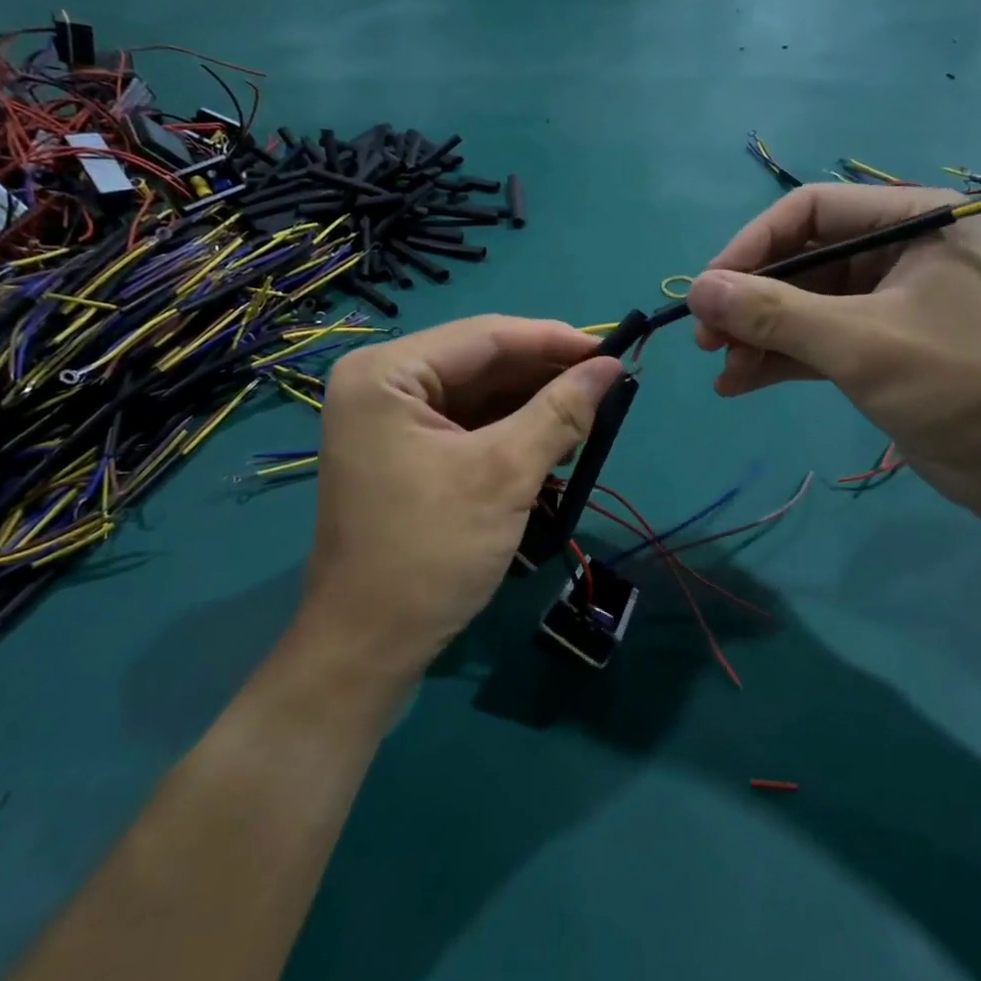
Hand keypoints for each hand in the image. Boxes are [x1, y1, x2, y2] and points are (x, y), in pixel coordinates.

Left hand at [292, 316, 623, 682]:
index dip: (553, 340)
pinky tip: (550, 441)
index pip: (484, 335)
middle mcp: (380, 384)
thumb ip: (559, 412)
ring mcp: (388, 420)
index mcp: (386, 373)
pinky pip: (465, 424)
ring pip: (476, 394)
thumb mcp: (504, 475)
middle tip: (607, 387)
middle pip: (480, 363)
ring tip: (588, 416)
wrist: (368, 645)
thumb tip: (611, 367)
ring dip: (531, 404)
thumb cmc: (430, 552)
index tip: (613, 350)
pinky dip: (509, 431)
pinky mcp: (401, 451)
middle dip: (544, 375)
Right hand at [685, 184, 980, 517]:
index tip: (705, 290)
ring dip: (758, 335)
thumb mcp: (861, 343)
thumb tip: (696, 290)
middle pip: (801, 260)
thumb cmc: (959, 385)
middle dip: (750, 300)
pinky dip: (778, 360)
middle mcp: (897, 253)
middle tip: (705, 339)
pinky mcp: (879, 348)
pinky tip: (738, 384)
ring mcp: (887, 303)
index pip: (810, 210)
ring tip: (720, 368)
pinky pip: (815, 341)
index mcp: (911, 222)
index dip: (750, 246)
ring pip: (803, 306)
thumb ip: (775, 313)